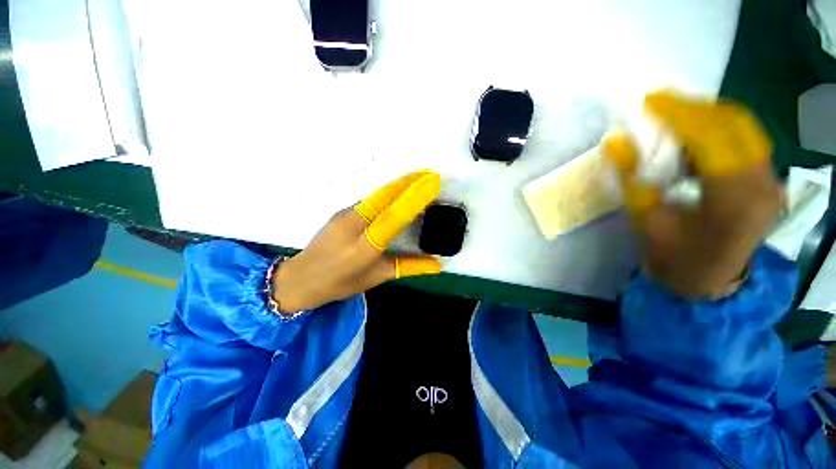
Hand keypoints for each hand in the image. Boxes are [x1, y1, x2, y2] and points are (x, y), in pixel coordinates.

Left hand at [273, 170, 442, 311]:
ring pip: (377, 195)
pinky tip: (397, 191)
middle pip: (384, 197)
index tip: (431, 184)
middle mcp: (354, 225)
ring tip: (418, 179)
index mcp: (365, 247)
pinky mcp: (341, 211)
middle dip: (409, 183)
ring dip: (398, 185)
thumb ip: (410, 267)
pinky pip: (370, 199)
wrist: (301, 277)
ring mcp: (345, 215)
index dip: (413, 199)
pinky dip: (387, 193)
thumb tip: (438, 264)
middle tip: (429, 174)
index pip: (393, 217)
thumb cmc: (342, 283)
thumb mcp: (378, 276)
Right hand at [603, 90, 783, 297]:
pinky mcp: (768, 180)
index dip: (680, 114)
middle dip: (695, 107)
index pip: (711, 139)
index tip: (651, 100)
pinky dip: (718, 129)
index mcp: (732, 201)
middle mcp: (763, 184)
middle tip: (660, 104)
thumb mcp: (645, 220)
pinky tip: (694, 134)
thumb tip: (614, 143)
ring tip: (673, 116)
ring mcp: (771, 181)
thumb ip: (632, 178)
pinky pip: (745, 140)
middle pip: (735, 124)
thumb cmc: (674, 257)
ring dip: (707, 115)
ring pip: (743, 128)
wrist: (707, 281)